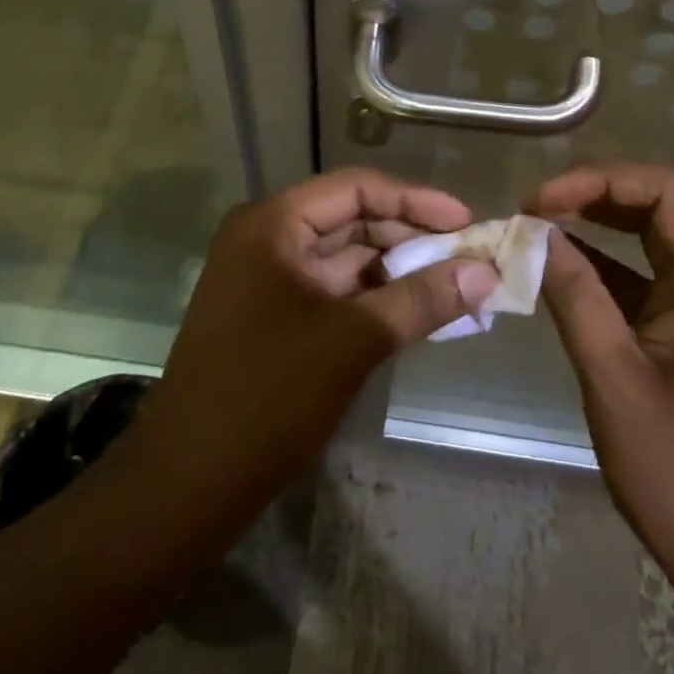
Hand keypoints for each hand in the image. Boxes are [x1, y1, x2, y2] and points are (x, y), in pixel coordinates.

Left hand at [129, 168, 498, 525]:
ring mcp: (268, 282)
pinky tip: (420, 314)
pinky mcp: (275, 320)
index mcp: (273, 225)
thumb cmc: (267, 396)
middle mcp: (267, 241)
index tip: (468, 222)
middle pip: (353, 221)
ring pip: (347, 261)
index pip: (356, 190)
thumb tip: (486, 272)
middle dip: (412, 239)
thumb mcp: (353, 341)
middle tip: (471, 260)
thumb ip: (421, 299)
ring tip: (458, 287)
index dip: (416, 201)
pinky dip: (377, 301)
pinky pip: (336, 295)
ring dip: (400, 272)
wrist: (187, 483)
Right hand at [530, 164, 673, 615]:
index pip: (671, 191)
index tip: (541, 201)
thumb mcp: (616, 381)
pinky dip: (619, 263)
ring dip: (608, 223)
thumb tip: (535, 235)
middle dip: (601, 194)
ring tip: (545, 226)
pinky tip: (570, 267)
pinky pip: (667, 273)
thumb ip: (576, 296)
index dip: (600, 180)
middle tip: (538, 208)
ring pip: (669, 233)